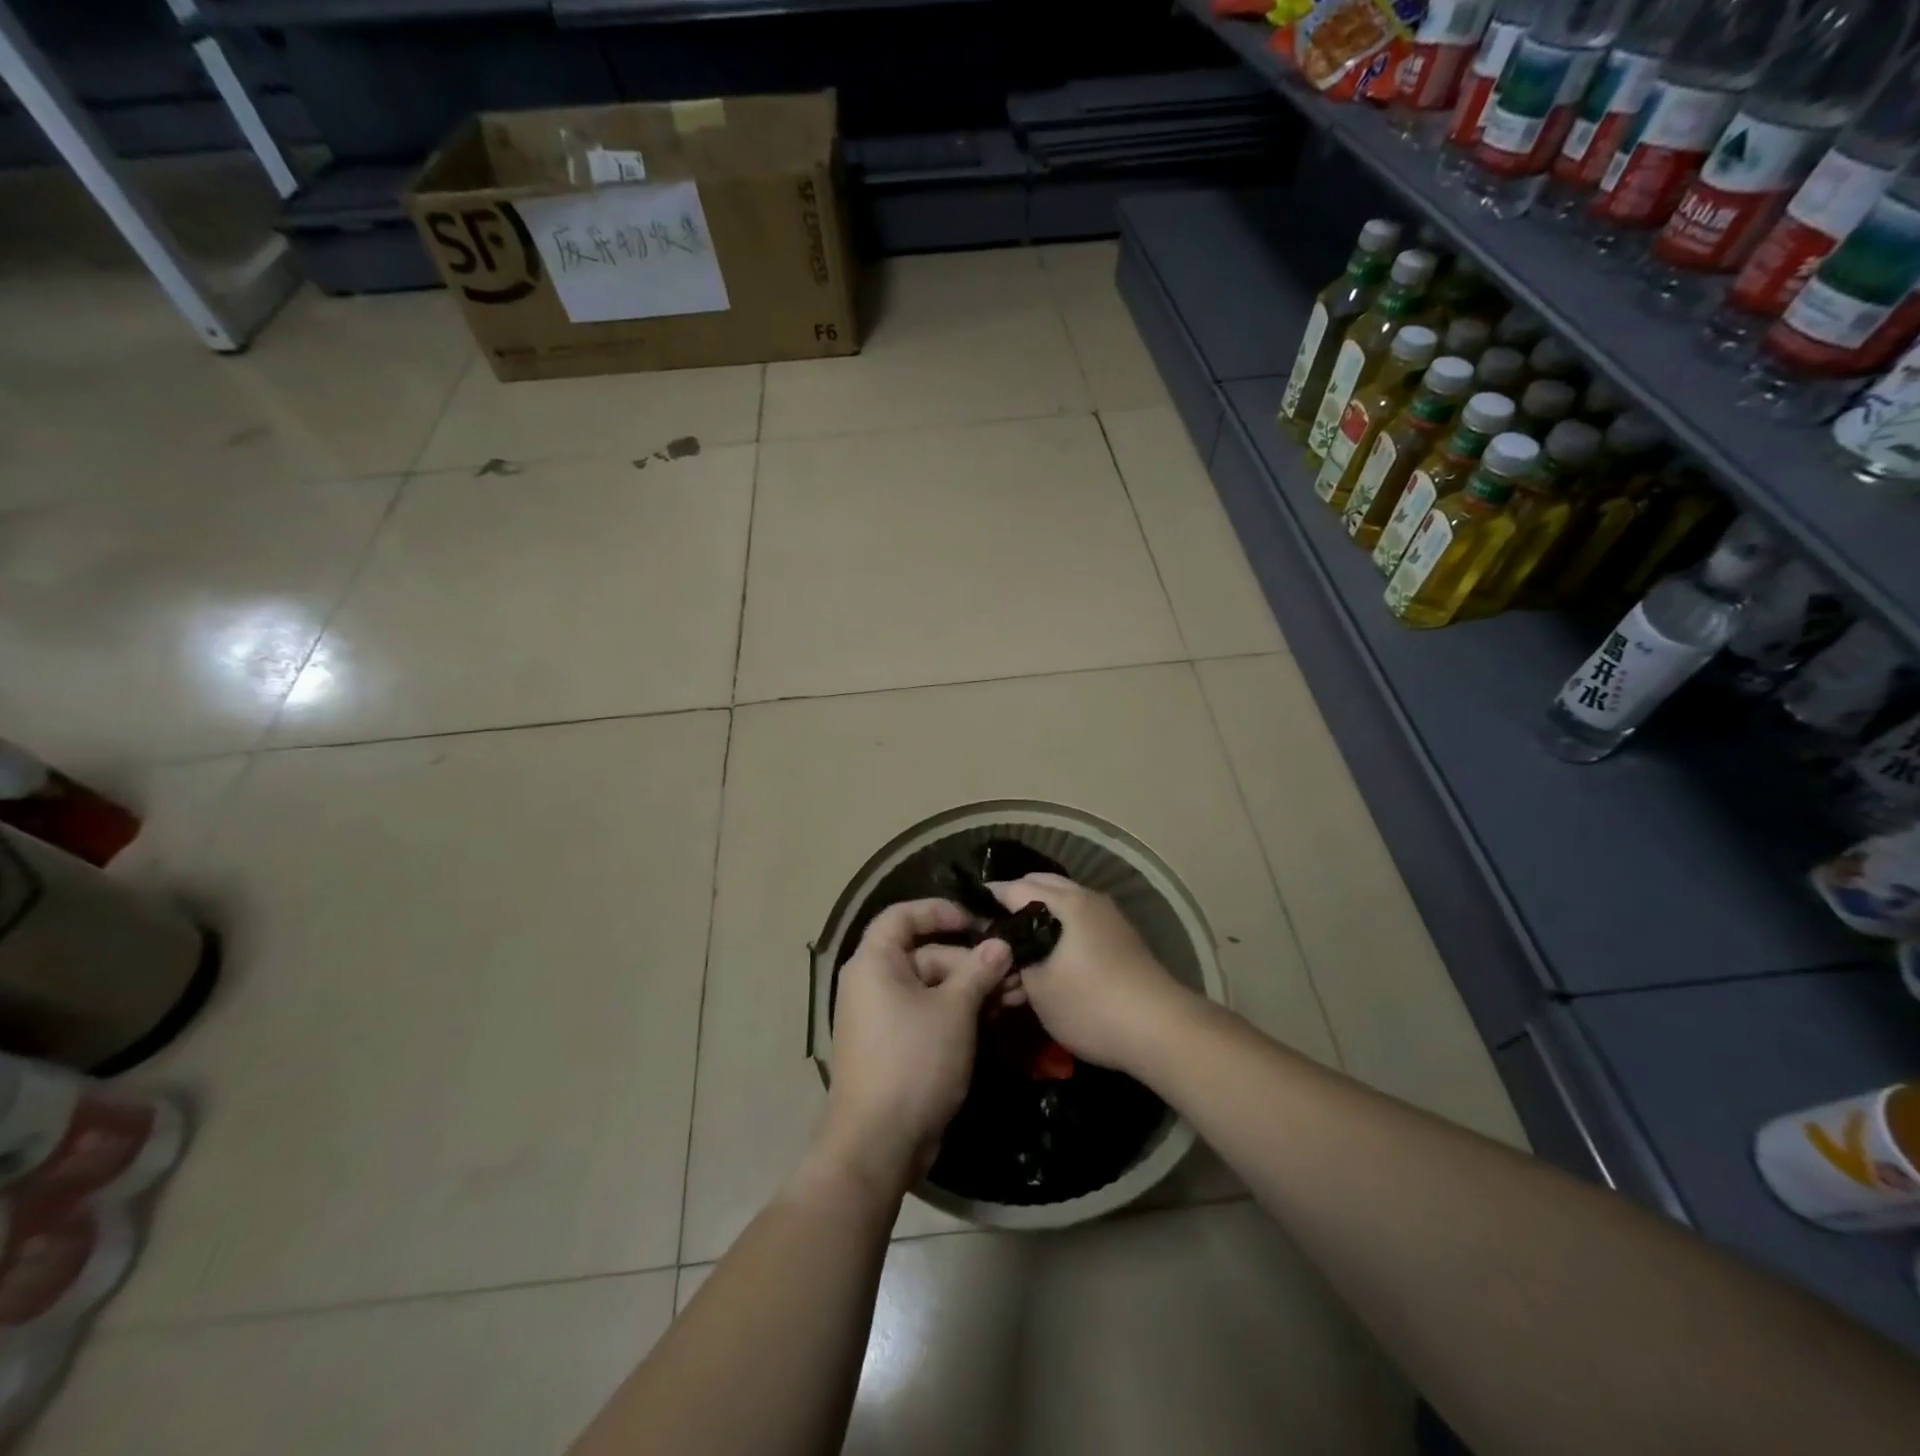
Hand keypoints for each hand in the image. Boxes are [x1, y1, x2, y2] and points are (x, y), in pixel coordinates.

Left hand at [815, 898, 1012, 1192]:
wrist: (879, 1143)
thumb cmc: (913, 1061)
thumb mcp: (953, 1010)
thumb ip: (978, 971)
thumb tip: (1001, 944)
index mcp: (874, 962)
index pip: (902, 916)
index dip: (939, 911)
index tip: (977, 921)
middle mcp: (873, 982)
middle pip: (926, 953)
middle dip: (971, 960)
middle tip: (1014, 970)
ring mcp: (884, 1016)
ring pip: (933, 987)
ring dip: (973, 988)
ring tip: (1017, 995)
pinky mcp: (897, 1045)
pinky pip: (930, 1014)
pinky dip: (960, 1012)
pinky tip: (998, 1016)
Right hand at [989, 874, 1192, 1074]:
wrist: (1162, 1031)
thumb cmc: (1092, 1004)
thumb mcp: (1038, 987)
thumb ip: (1013, 960)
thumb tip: (1000, 947)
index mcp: (1067, 901)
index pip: (1014, 888)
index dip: (987, 901)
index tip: (965, 918)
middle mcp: (1088, 899)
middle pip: (1041, 888)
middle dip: (1013, 904)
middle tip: (990, 933)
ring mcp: (1108, 919)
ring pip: (1061, 907)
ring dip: (1037, 920)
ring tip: (1016, 951)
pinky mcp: (1119, 940)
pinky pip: (1078, 923)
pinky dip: (1057, 932)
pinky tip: (1046, 961)